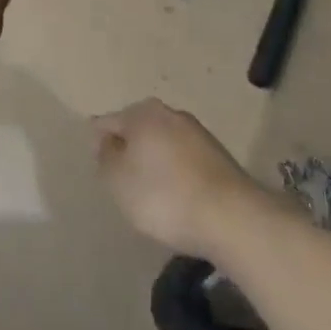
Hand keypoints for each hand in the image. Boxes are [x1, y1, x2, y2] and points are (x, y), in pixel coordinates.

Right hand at [93, 99, 265, 258]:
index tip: (99, 167)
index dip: (99, 142)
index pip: (108, 121)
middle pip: (138, 129)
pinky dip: (176, 174)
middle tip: (123, 181)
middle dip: (129, 149)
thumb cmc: (164, 196)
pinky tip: (178, 198)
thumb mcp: (119, 181)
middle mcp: (169, 113)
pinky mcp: (218, 156)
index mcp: (142, 113)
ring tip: (151, 193)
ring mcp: (197, 132)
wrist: (231, 217)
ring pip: (163, 143)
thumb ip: (105, 157)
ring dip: (154, 161)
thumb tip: (106, 140)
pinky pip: (185, 160)